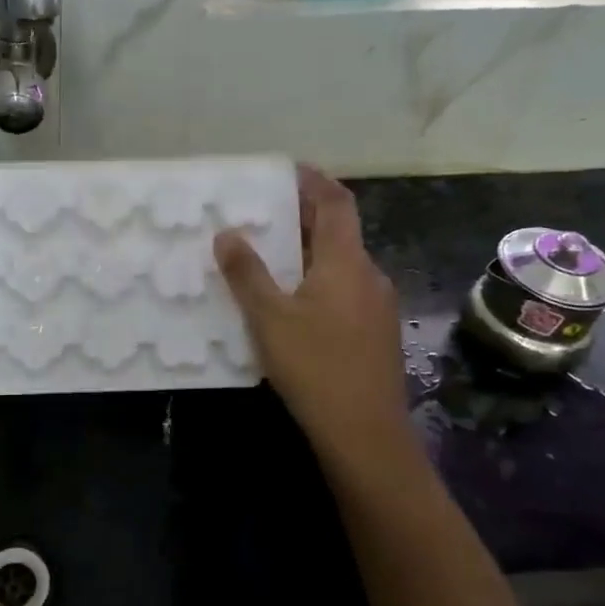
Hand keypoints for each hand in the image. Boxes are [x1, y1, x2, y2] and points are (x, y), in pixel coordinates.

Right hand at [214, 166, 419, 497]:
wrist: (365, 434)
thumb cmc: (315, 367)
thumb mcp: (269, 318)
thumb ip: (246, 273)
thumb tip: (227, 233)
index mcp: (346, 262)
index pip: (337, 203)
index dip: (314, 181)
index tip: (288, 170)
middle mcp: (369, 276)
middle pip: (339, 232)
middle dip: (304, 217)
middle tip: (265, 213)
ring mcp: (377, 306)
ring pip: (341, 264)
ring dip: (309, 252)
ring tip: (270, 256)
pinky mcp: (375, 333)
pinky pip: (344, 290)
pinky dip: (318, 280)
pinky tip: (292, 302)